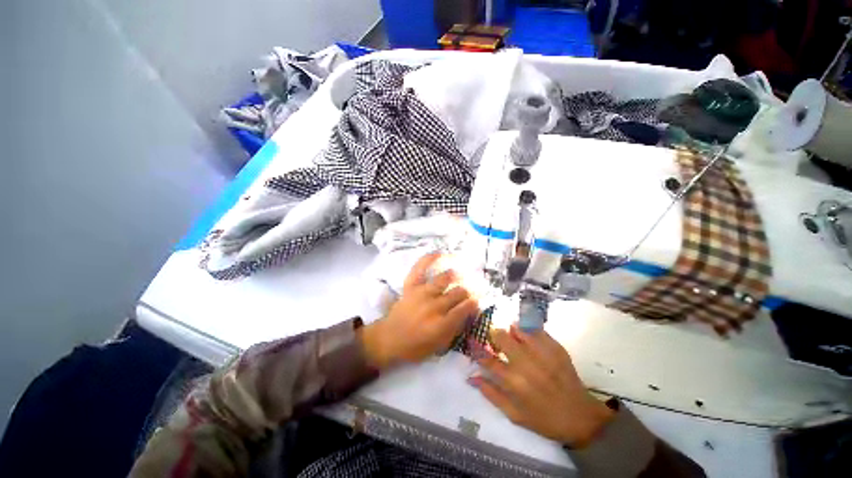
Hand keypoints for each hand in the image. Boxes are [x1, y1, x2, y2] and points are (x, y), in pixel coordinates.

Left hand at [360, 253, 479, 369]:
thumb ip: (455, 329)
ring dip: (454, 277)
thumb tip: (468, 312)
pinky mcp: (411, 286)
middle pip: (457, 293)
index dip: (473, 303)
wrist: (388, 339)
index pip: (465, 308)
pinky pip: (420, 268)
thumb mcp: (439, 346)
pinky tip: (439, 254)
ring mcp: (421, 293)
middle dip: (465, 292)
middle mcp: (434, 306)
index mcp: (442, 324)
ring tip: (458, 275)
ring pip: (444, 279)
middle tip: (465, 293)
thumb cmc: (415, 346)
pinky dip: (429, 259)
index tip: (476, 301)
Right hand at [469, 324, 613, 448]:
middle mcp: (526, 364)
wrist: (580, 417)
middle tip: (495, 338)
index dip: (477, 348)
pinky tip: (528, 336)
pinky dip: (529, 330)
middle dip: (494, 335)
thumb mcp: (514, 414)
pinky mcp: (556, 348)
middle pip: (502, 337)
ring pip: (518, 329)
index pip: (488, 359)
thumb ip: (491, 394)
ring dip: (511, 331)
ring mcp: (542, 354)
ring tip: (512, 335)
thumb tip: (471, 377)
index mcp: (514, 382)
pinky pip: (537, 330)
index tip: (472, 341)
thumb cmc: (544, 419)